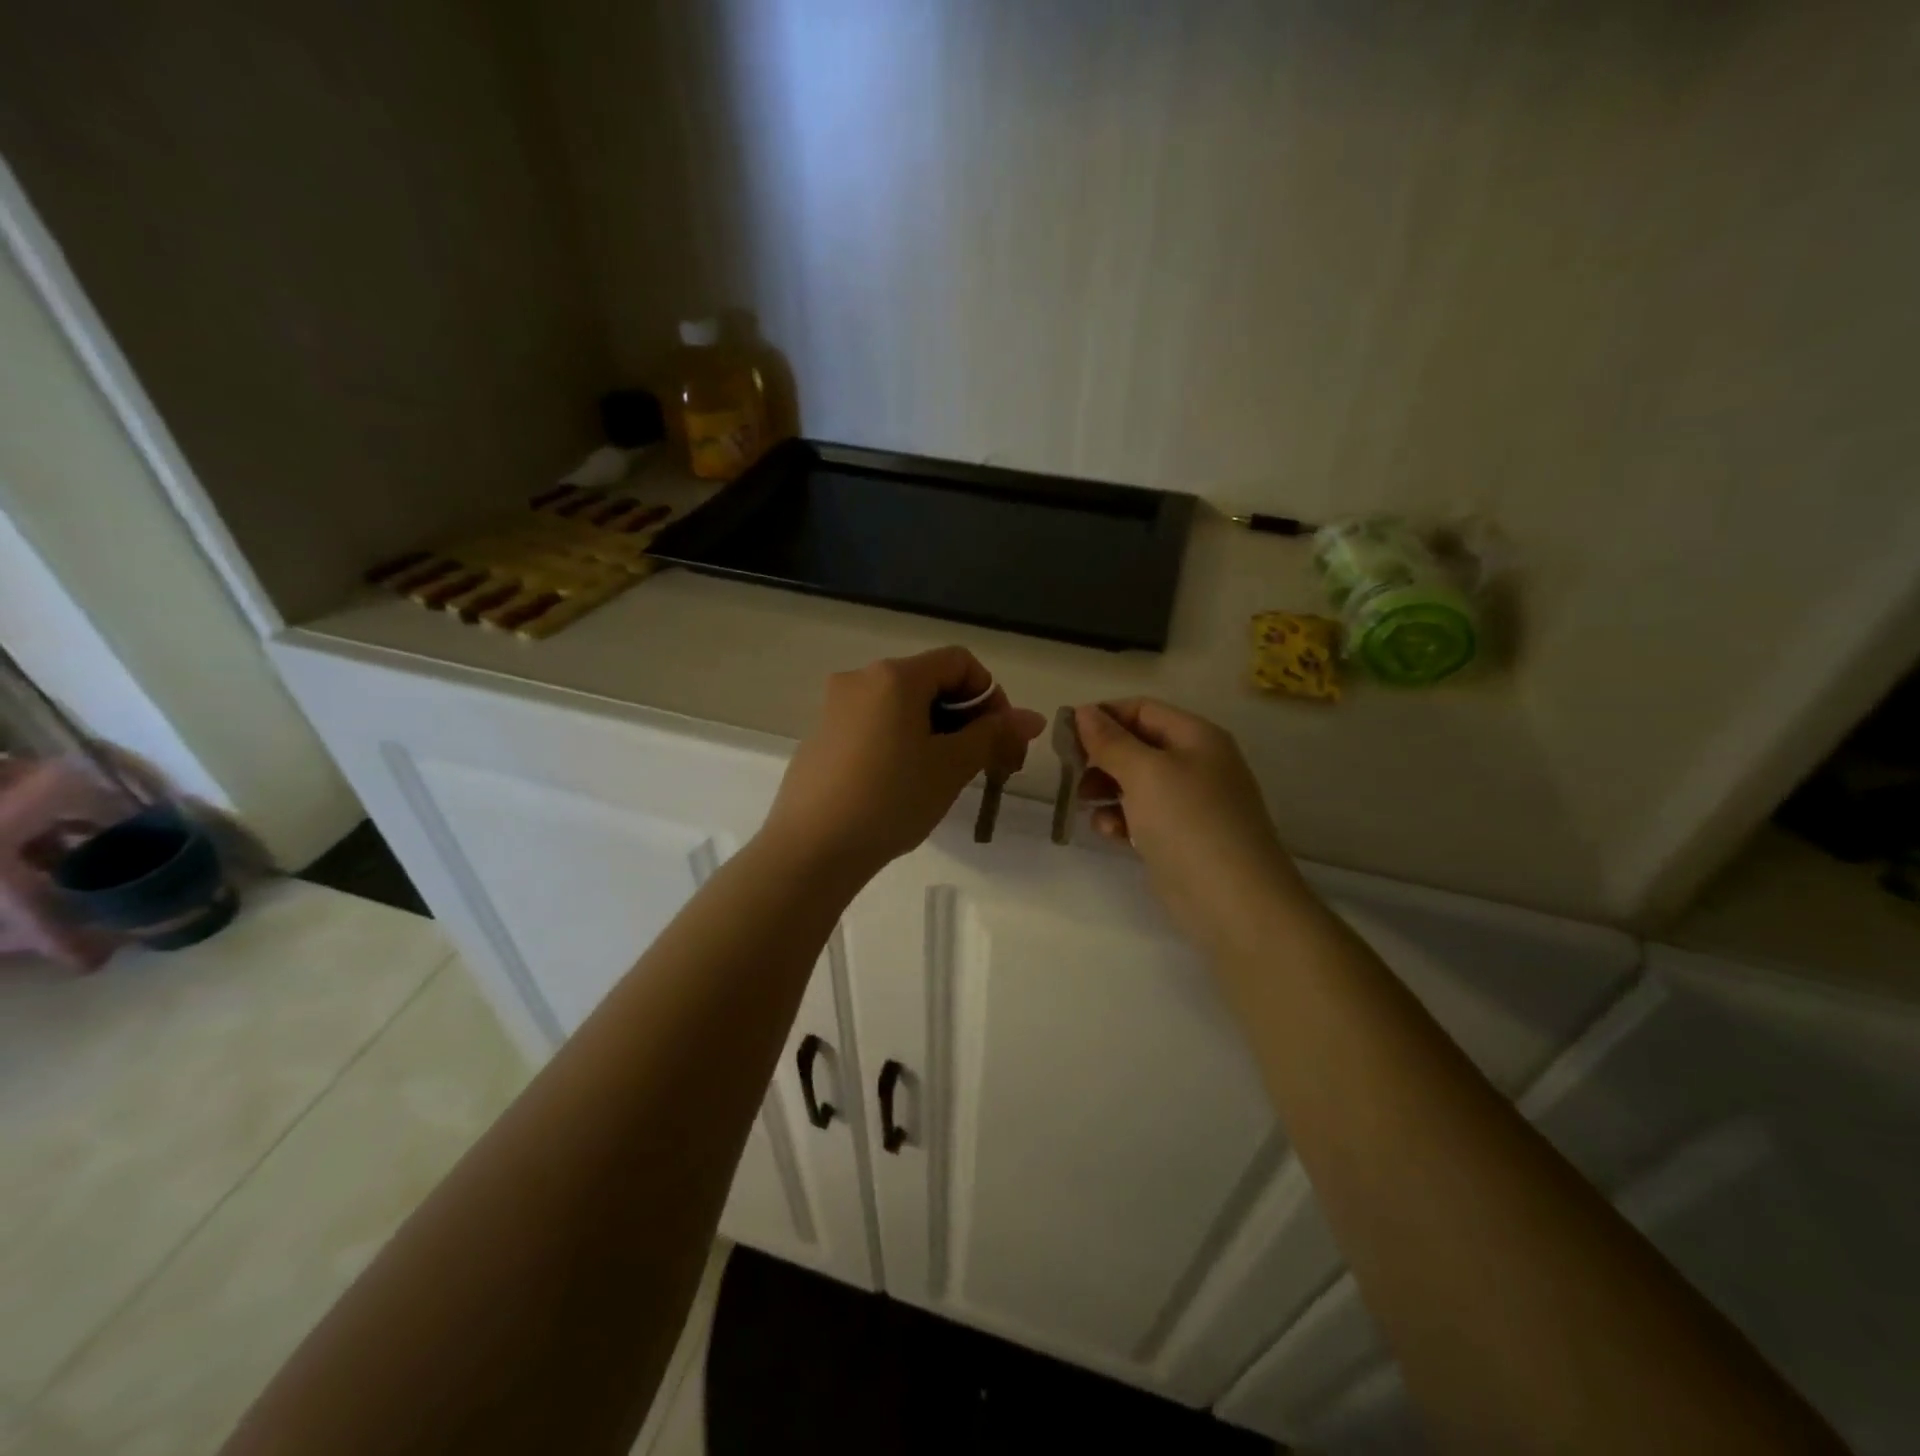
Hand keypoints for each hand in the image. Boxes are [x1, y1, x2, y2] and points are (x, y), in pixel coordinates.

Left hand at [763, 648, 1045, 881]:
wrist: (811, 849)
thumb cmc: (890, 800)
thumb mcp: (951, 767)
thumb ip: (993, 735)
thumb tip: (1032, 717)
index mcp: (894, 676)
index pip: (959, 662)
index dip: (990, 694)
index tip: (1000, 738)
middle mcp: (861, 679)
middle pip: (929, 681)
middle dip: (965, 717)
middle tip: (982, 763)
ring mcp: (835, 707)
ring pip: (902, 706)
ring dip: (935, 731)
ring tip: (945, 777)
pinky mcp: (822, 736)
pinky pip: (874, 724)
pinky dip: (901, 741)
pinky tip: (903, 783)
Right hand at [1074, 700, 1307, 954]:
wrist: (1234, 902)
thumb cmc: (1189, 823)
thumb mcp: (1145, 773)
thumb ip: (1110, 741)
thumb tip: (1083, 711)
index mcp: (1196, 737)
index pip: (1142, 709)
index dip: (1102, 716)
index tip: (1065, 734)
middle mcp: (1195, 764)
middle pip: (1136, 745)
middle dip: (1100, 757)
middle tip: (1068, 773)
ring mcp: (1189, 803)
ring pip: (1135, 783)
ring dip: (1105, 789)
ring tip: (1083, 804)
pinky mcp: (1179, 838)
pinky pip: (1141, 816)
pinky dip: (1120, 819)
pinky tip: (1109, 832)